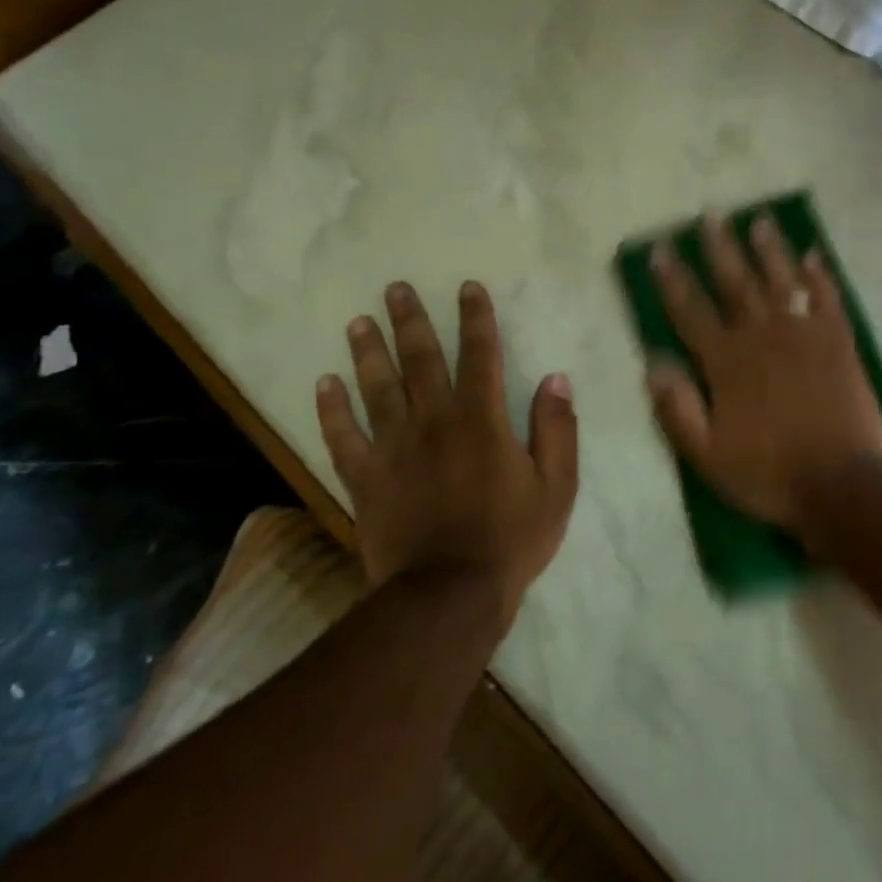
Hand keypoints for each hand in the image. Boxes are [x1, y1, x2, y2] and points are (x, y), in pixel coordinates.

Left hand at [315, 281, 577, 614]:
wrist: (449, 594)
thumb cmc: (512, 539)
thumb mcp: (557, 486)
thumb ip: (557, 429)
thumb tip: (555, 378)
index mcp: (482, 420)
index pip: (480, 355)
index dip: (476, 319)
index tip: (467, 288)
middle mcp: (434, 422)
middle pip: (420, 361)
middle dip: (411, 321)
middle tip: (395, 288)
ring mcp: (394, 449)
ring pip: (377, 389)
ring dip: (368, 352)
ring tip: (358, 321)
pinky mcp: (366, 479)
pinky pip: (343, 438)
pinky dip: (332, 410)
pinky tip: (324, 383)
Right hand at [646, 214, 881, 545]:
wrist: (841, 484)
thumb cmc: (768, 473)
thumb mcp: (707, 455)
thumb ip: (678, 408)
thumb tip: (653, 363)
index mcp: (727, 362)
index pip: (691, 312)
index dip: (673, 280)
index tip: (661, 249)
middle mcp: (763, 337)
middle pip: (736, 283)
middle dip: (720, 249)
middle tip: (711, 215)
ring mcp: (805, 335)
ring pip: (782, 281)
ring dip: (769, 249)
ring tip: (759, 220)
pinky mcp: (839, 343)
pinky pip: (828, 299)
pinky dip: (819, 275)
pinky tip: (812, 255)